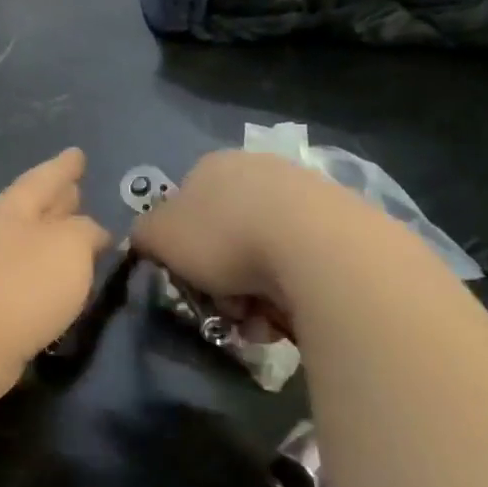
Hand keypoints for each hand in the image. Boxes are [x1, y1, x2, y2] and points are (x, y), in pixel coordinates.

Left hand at [0, 148, 112, 404]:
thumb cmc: (22, 284)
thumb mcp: (69, 246)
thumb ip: (85, 232)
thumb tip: (90, 232)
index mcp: (12, 206)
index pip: (45, 177)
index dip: (65, 166)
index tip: (78, 153)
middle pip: (32, 206)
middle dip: (57, 198)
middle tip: (78, 188)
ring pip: (28, 240)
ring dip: (52, 235)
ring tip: (77, 233)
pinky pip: (23, 273)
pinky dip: (44, 270)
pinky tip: (58, 280)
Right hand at [131, 150, 366, 335]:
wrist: (315, 247)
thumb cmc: (223, 237)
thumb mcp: (158, 237)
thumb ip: (143, 236)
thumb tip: (149, 240)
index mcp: (211, 166)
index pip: (184, 206)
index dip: (181, 249)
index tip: (189, 280)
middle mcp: (257, 169)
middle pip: (226, 234)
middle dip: (221, 278)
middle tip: (225, 308)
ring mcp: (305, 192)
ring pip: (265, 253)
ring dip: (254, 292)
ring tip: (260, 321)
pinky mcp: (344, 221)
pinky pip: (304, 263)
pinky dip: (292, 291)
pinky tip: (290, 313)